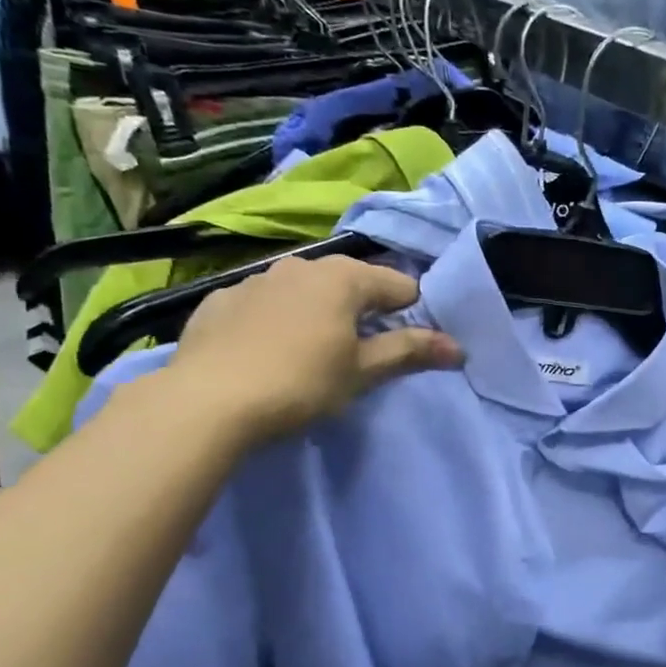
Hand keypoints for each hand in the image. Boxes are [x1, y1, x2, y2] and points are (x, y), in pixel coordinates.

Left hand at [164, 255, 462, 444]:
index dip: (412, 314)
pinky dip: (277, 321)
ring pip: (306, 291)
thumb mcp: (363, 372)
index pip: (400, 286)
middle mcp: (301, 265)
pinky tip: (267, 353)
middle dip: (364, 312)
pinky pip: (264, 304)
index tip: (408, 346)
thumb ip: (410, 352)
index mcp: (344, 277)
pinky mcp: (220, 299)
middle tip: (362, 354)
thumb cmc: (301, 383)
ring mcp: (255, 279)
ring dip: (320, 313)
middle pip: (352, 283)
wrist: (207, 400)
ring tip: (312, 354)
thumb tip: (458, 347)